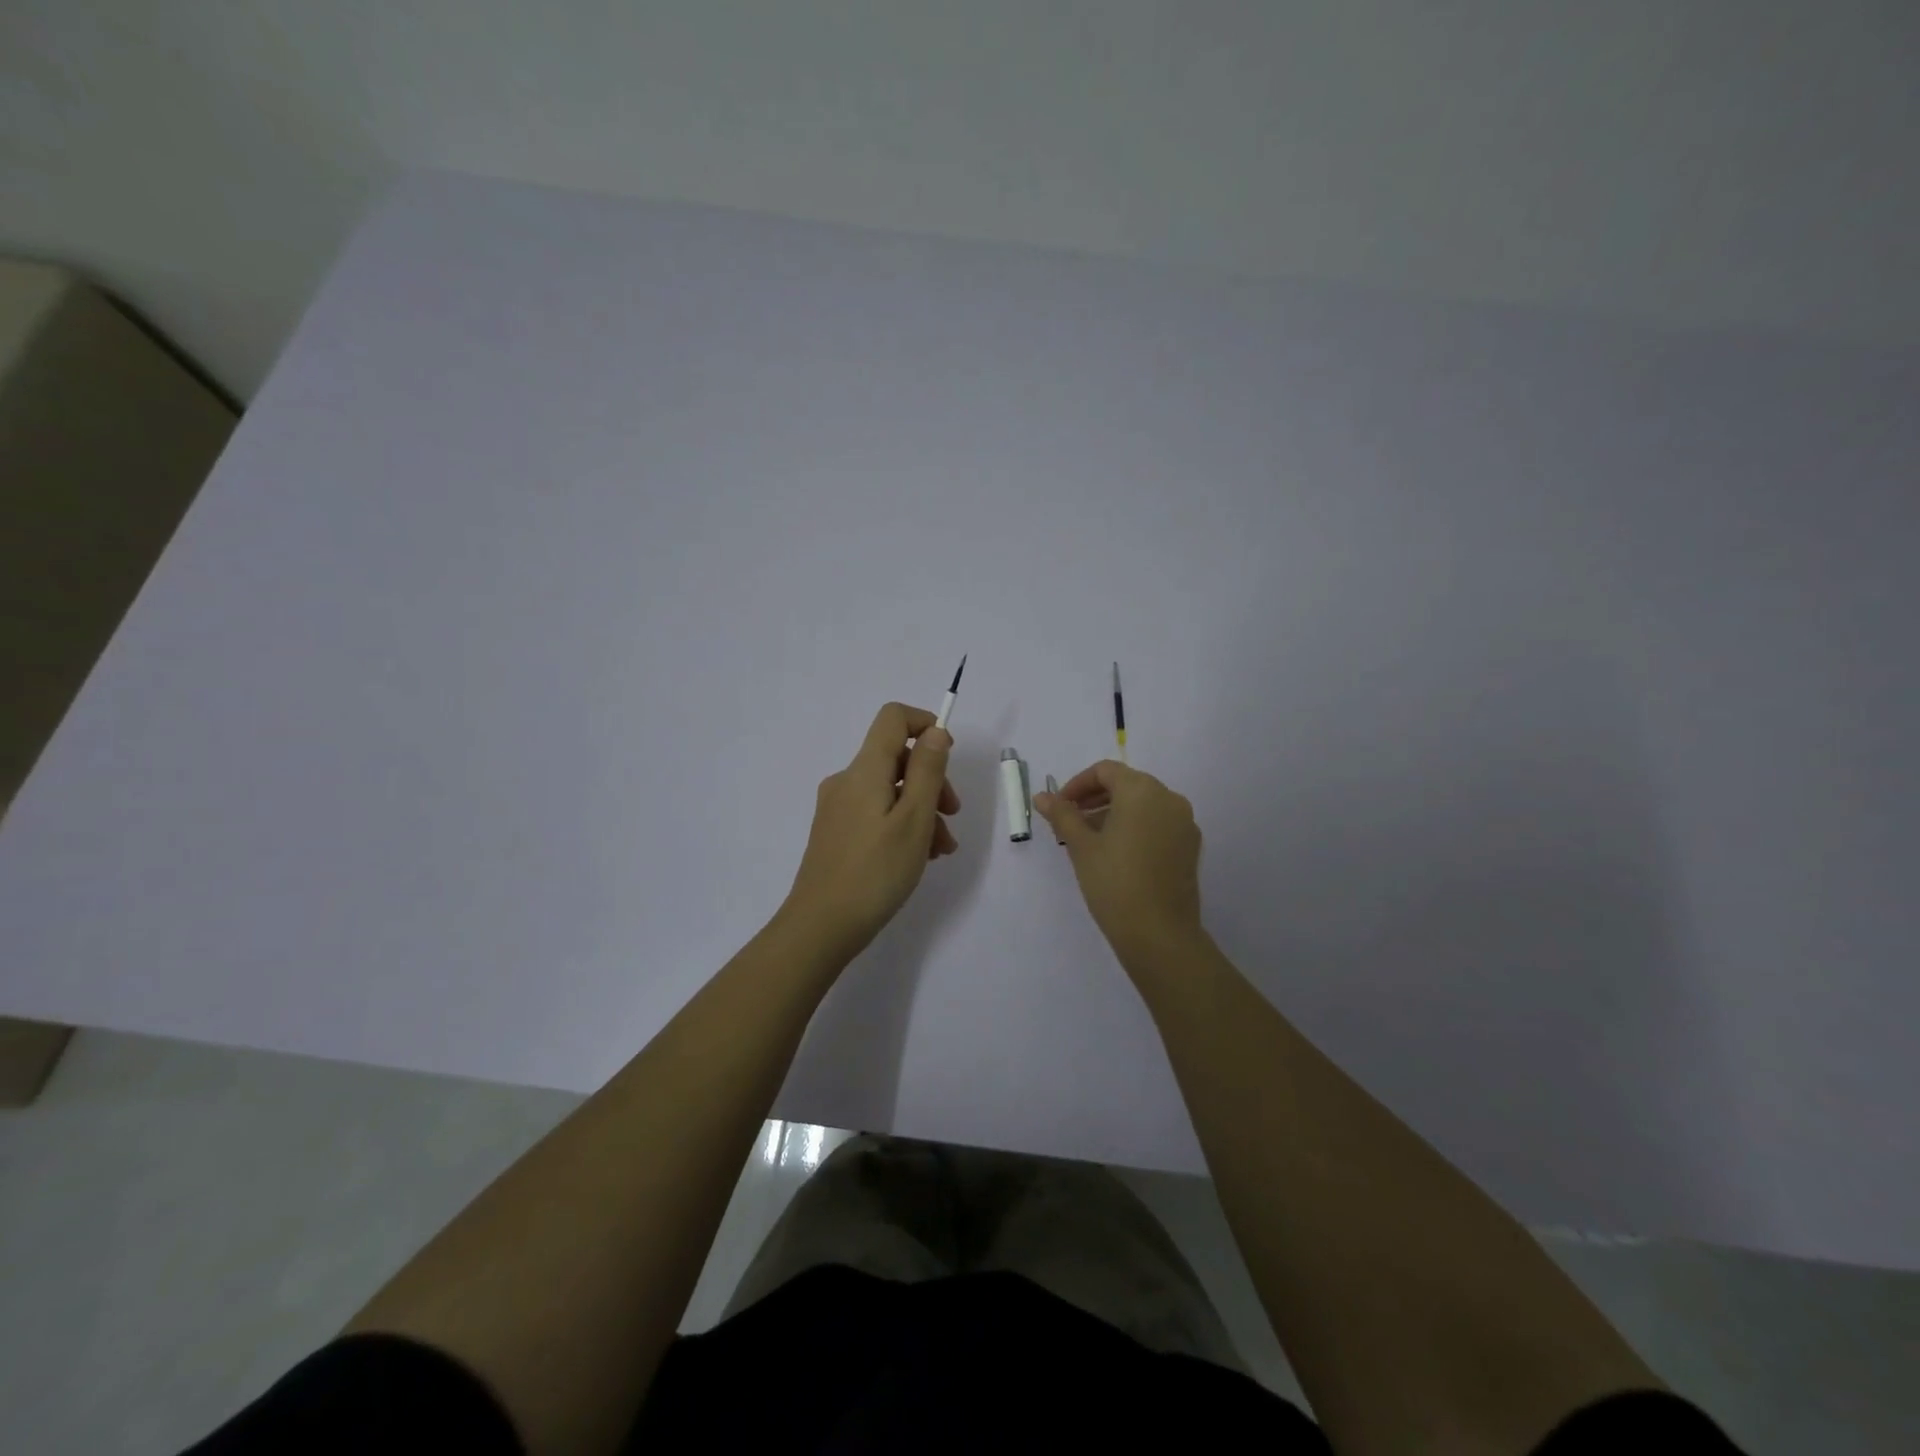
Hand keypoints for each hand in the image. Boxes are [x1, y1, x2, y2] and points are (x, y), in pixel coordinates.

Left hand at [781, 702, 960, 960]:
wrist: (820, 927)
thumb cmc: (875, 872)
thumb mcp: (914, 819)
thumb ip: (927, 771)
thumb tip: (935, 731)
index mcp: (864, 770)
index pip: (893, 718)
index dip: (925, 724)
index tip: (948, 756)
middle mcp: (847, 780)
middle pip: (896, 757)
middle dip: (932, 780)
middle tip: (952, 815)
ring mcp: (838, 807)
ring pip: (889, 791)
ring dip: (922, 809)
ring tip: (942, 849)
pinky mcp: (836, 832)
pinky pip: (876, 813)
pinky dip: (901, 824)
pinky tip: (919, 857)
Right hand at [1034, 760, 1204, 966]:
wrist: (1159, 933)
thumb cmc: (1114, 882)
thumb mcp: (1081, 846)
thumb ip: (1062, 815)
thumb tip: (1042, 797)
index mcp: (1142, 790)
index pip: (1106, 771)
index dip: (1077, 784)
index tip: (1059, 807)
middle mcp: (1169, 799)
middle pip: (1127, 784)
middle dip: (1095, 798)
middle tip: (1070, 822)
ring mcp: (1185, 823)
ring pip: (1144, 805)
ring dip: (1114, 812)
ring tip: (1089, 840)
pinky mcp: (1190, 847)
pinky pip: (1159, 824)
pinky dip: (1136, 827)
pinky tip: (1117, 853)